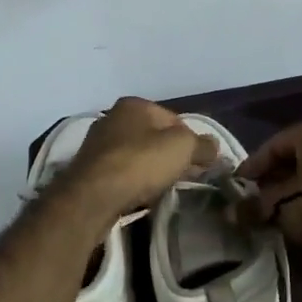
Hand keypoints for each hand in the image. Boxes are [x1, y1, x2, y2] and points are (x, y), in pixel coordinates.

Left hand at [56, 97, 216, 223]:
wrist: (93, 196)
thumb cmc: (140, 163)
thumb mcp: (182, 149)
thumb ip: (202, 144)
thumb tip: (214, 145)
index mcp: (134, 104)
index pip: (174, 119)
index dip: (191, 141)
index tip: (199, 163)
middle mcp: (112, 117)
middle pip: (153, 136)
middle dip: (169, 155)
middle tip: (183, 176)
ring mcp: (97, 143)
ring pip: (136, 154)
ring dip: (150, 169)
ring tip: (162, 188)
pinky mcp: (87, 168)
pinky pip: (120, 171)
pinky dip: (132, 180)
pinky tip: (139, 194)